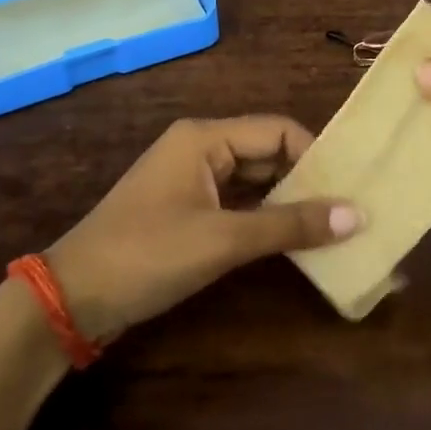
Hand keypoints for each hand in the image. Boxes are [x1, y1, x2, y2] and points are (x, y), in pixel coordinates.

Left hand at [46, 117, 361, 341]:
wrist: (73, 298)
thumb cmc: (147, 255)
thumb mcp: (223, 240)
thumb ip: (290, 225)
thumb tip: (357, 215)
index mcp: (204, 138)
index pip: (278, 131)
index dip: (316, 156)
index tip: (350, 189)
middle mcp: (200, 148)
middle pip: (268, 152)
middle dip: (306, 180)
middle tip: (350, 210)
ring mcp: (192, 180)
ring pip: (254, 180)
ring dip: (288, 201)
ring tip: (334, 226)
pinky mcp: (187, 209)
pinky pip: (238, 203)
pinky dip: (265, 218)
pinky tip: (294, 239)